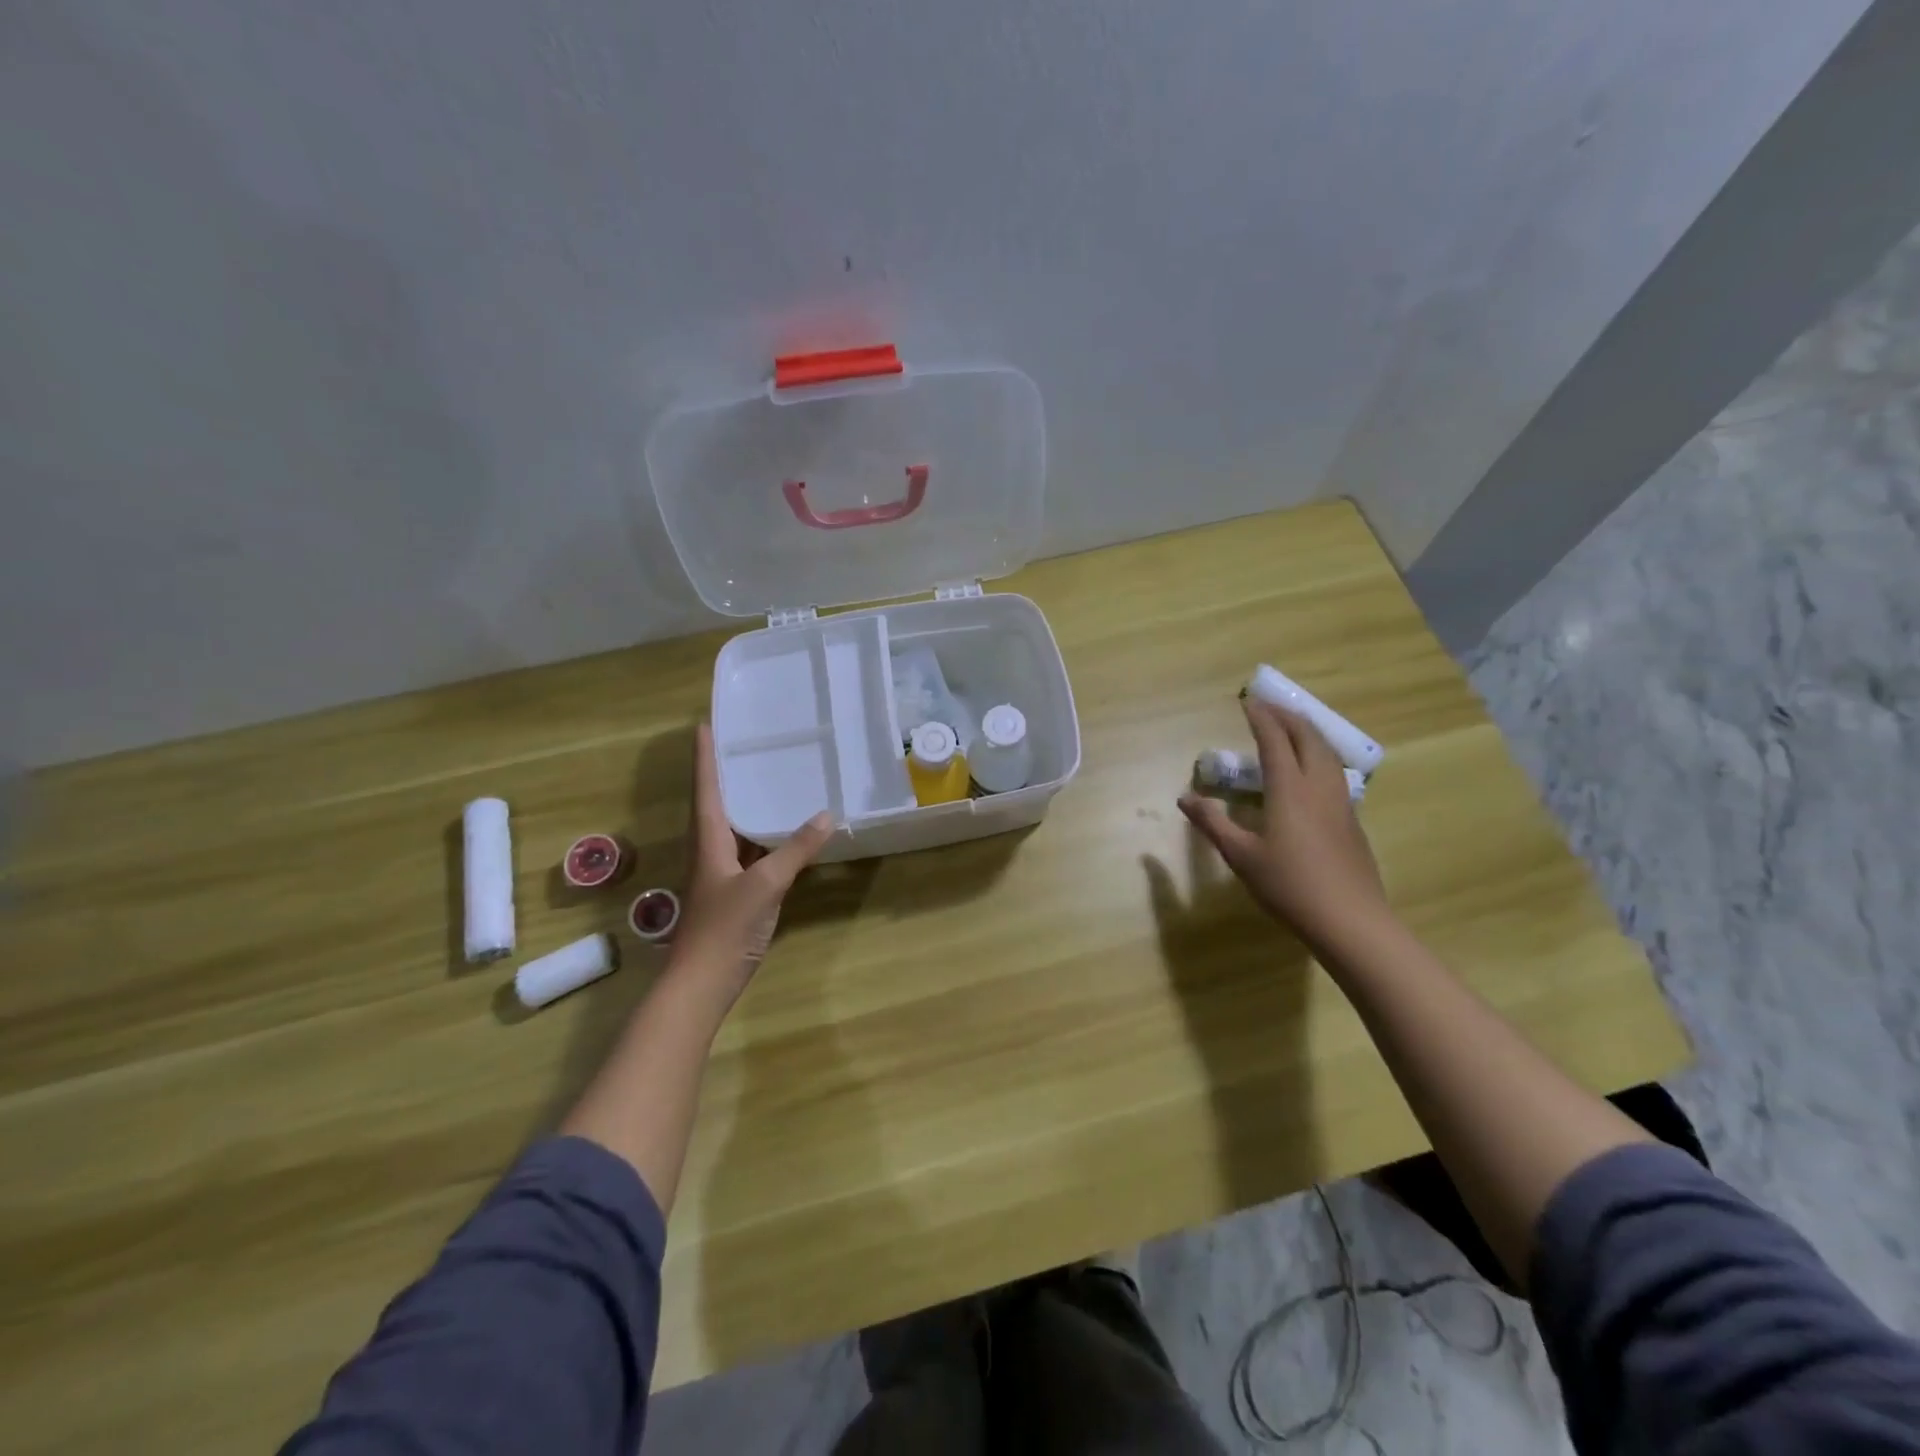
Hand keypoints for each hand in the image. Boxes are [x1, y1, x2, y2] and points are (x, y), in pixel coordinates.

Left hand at [669, 722, 833, 1003]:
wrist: (701, 984)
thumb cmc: (725, 928)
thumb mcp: (765, 884)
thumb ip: (795, 850)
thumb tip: (826, 815)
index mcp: (709, 840)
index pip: (706, 788)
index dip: (705, 756)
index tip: (705, 724)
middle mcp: (711, 850)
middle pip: (716, 803)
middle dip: (726, 772)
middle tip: (746, 743)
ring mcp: (721, 873)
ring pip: (734, 828)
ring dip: (746, 803)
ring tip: (768, 777)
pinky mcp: (734, 893)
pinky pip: (750, 852)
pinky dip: (765, 837)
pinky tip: (785, 832)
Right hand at [1178, 698, 1388, 953]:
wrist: (1351, 920)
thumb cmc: (1289, 886)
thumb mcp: (1240, 856)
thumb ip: (1212, 823)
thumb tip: (1185, 797)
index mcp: (1289, 789)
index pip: (1275, 741)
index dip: (1261, 718)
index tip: (1248, 701)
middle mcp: (1318, 786)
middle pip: (1308, 737)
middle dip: (1288, 716)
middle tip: (1269, 707)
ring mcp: (1340, 802)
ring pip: (1327, 752)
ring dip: (1307, 732)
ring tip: (1291, 727)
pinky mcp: (1351, 820)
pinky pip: (1335, 771)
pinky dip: (1319, 754)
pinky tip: (1312, 769)